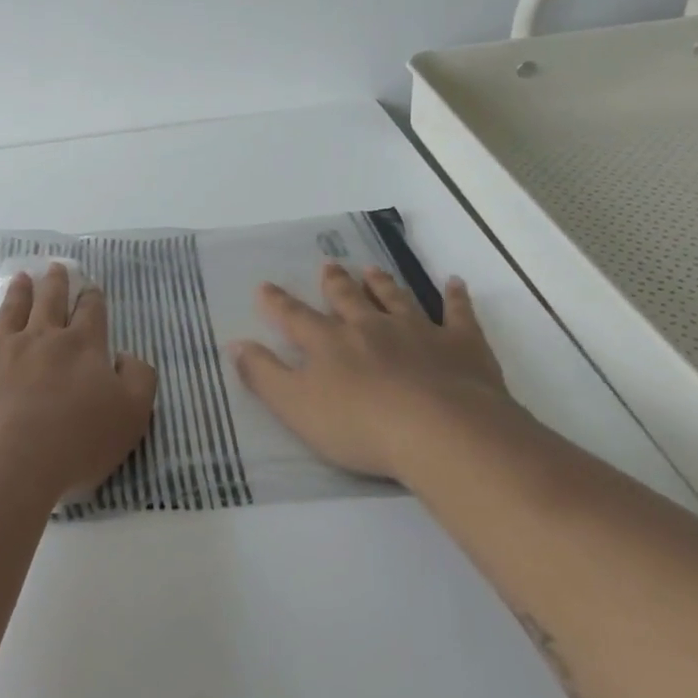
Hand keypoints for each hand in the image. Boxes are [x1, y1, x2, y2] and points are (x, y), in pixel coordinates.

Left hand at [0, 264, 157, 506]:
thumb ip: (138, 379)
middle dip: (55, 282)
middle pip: (49, 301)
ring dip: (19, 292)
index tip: (90, 287)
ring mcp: (1, 350)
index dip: (92, 298)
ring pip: (11, 310)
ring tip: (21, 278)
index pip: (90, 312)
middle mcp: (41, 338)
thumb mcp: (131, 416)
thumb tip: (123, 357)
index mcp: (82, 346)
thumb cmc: (74, 443)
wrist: (3, 465)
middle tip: (55, 267)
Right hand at [229, 262, 516, 485]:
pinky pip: (458, 313)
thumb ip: (264, 374)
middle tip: (328, 266)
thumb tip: (235, 343)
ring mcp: (418, 331)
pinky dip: (455, 297)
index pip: (295, 317)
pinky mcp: (461, 344)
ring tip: (372, 269)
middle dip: (335, 283)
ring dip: (382, 284)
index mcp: (329, 342)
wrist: (441, 431)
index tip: (265, 286)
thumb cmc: (359, 425)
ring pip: (396, 299)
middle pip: (348, 299)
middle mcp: (370, 327)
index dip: (277, 303)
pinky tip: (455, 283)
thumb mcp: (295, 406)